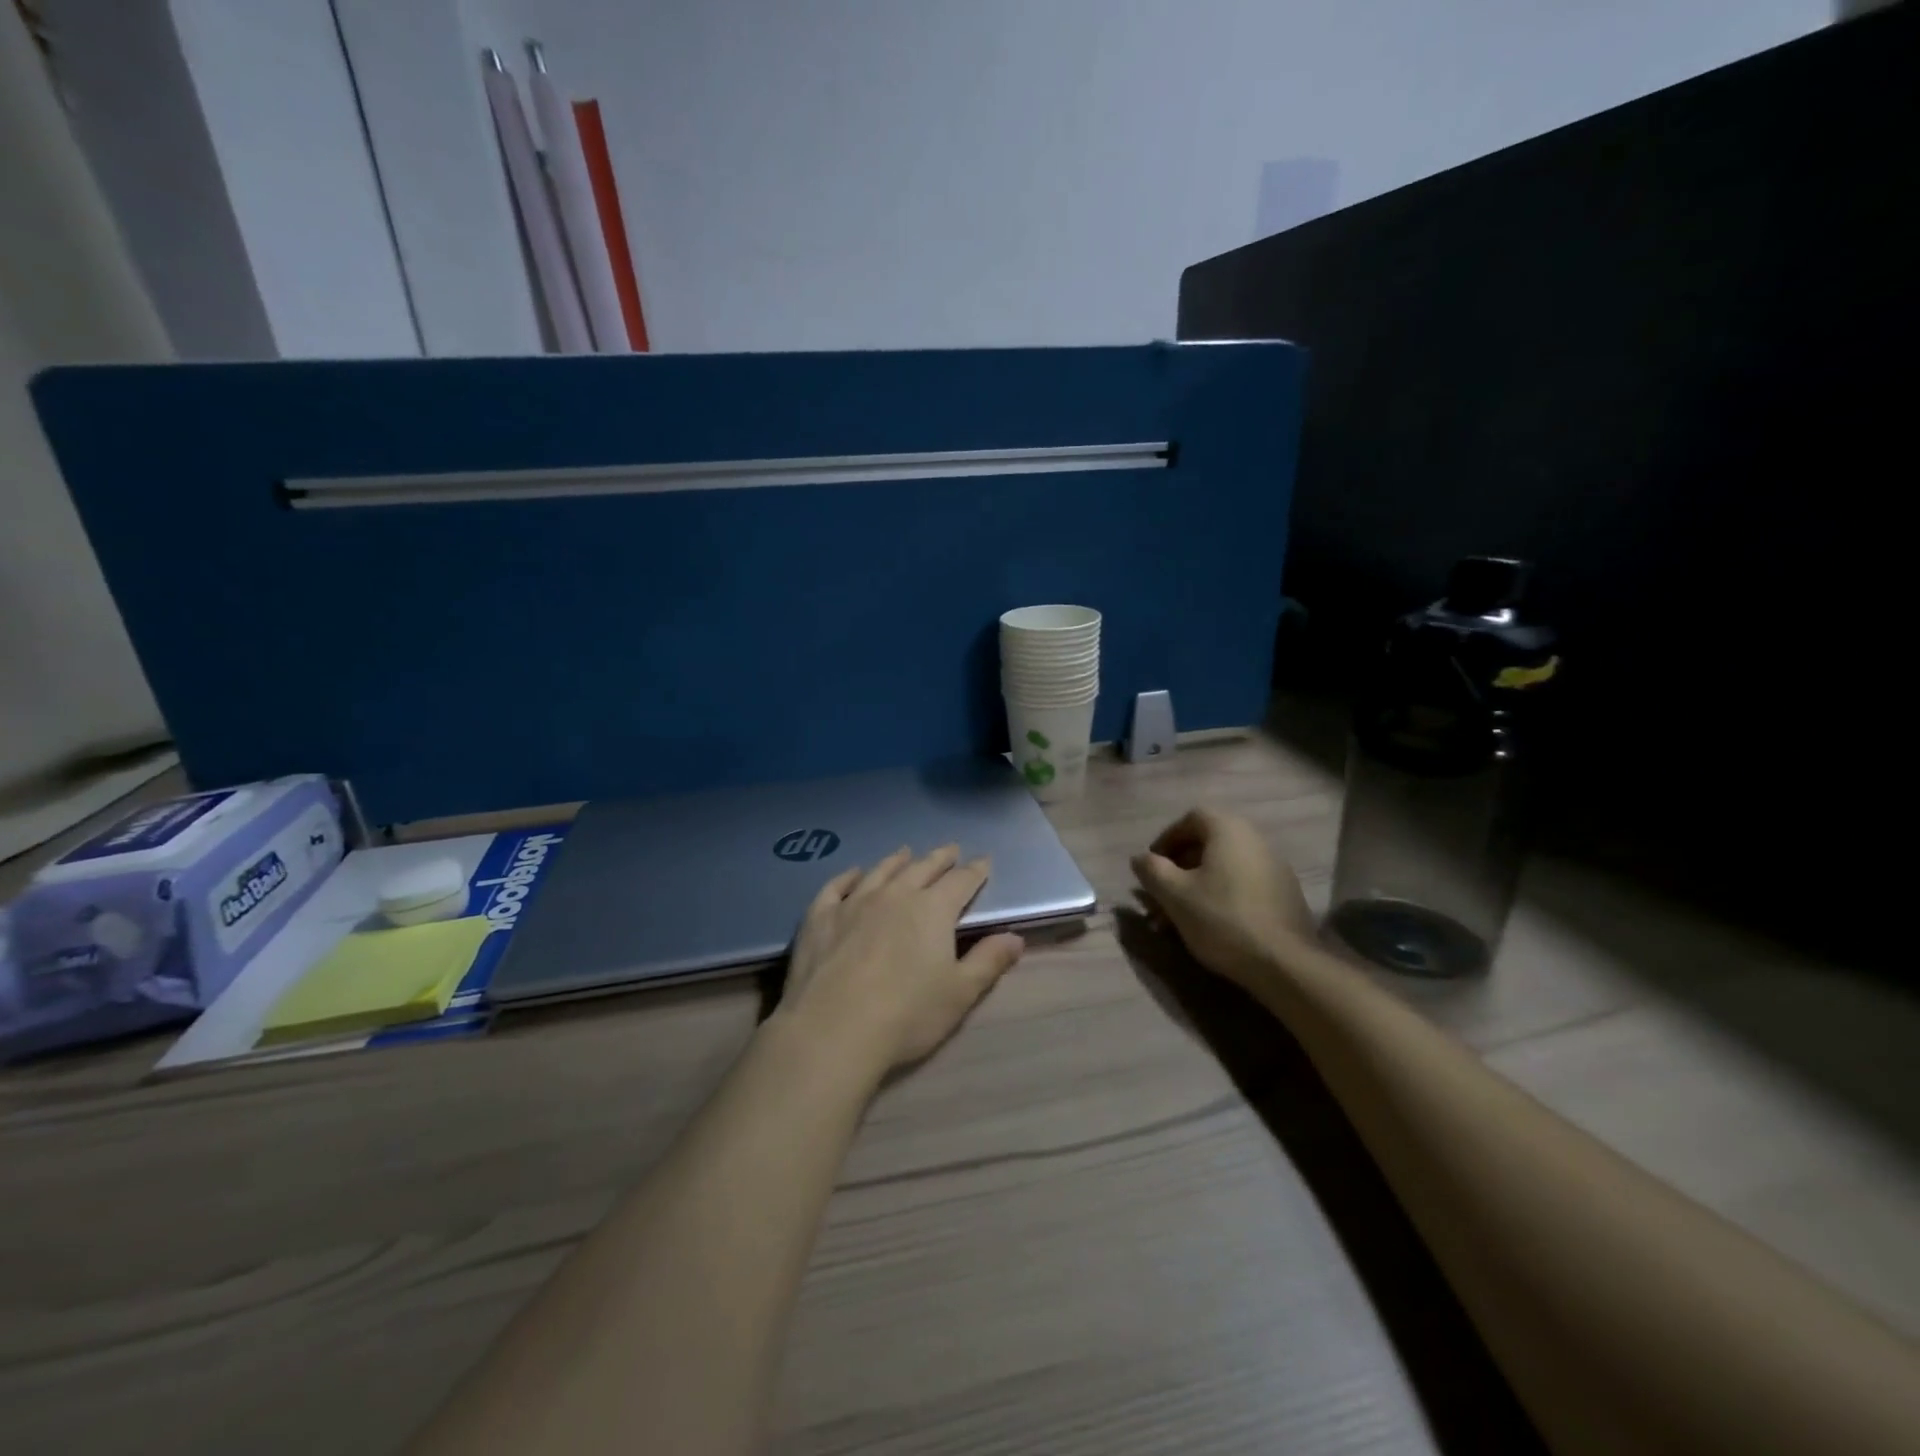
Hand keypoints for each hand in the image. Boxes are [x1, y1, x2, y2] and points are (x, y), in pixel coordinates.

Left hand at [778, 845, 1024, 1075]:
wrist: (833, 1029)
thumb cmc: (906, 1015)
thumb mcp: (960, 994)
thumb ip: (988, 961)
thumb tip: (1015, 937)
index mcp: (933, 909)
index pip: (961, 881)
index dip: (975, 871)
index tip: (984, 862)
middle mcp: (895, 895)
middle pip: (922, 868)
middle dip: (940, 858)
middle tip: (950, 849)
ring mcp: (854, 902)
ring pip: (880, 871)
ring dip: (897, 860)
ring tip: (906, 852)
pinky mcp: (820, 917)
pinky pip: (836, 887)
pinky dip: (848, 876)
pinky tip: (853, 874)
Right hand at [1129, 808, 1314, 991]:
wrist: (1283, 963)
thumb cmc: (1221, 918)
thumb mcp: (1174, 894)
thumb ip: (1152, 870)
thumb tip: (1140, 858)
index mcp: (1229, 830)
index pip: (1192, 817)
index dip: (1167, 838)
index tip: (1153, 864)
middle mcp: (1256, 840)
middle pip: (1209, 844)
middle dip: (1179, 868)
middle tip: (1161, 893)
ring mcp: (1275, 868)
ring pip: (1224, 868)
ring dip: (1197, 886)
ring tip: (1178, 917)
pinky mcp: (1285, 895)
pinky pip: (1243, 885)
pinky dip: (1221, 896)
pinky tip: (1209, 925)